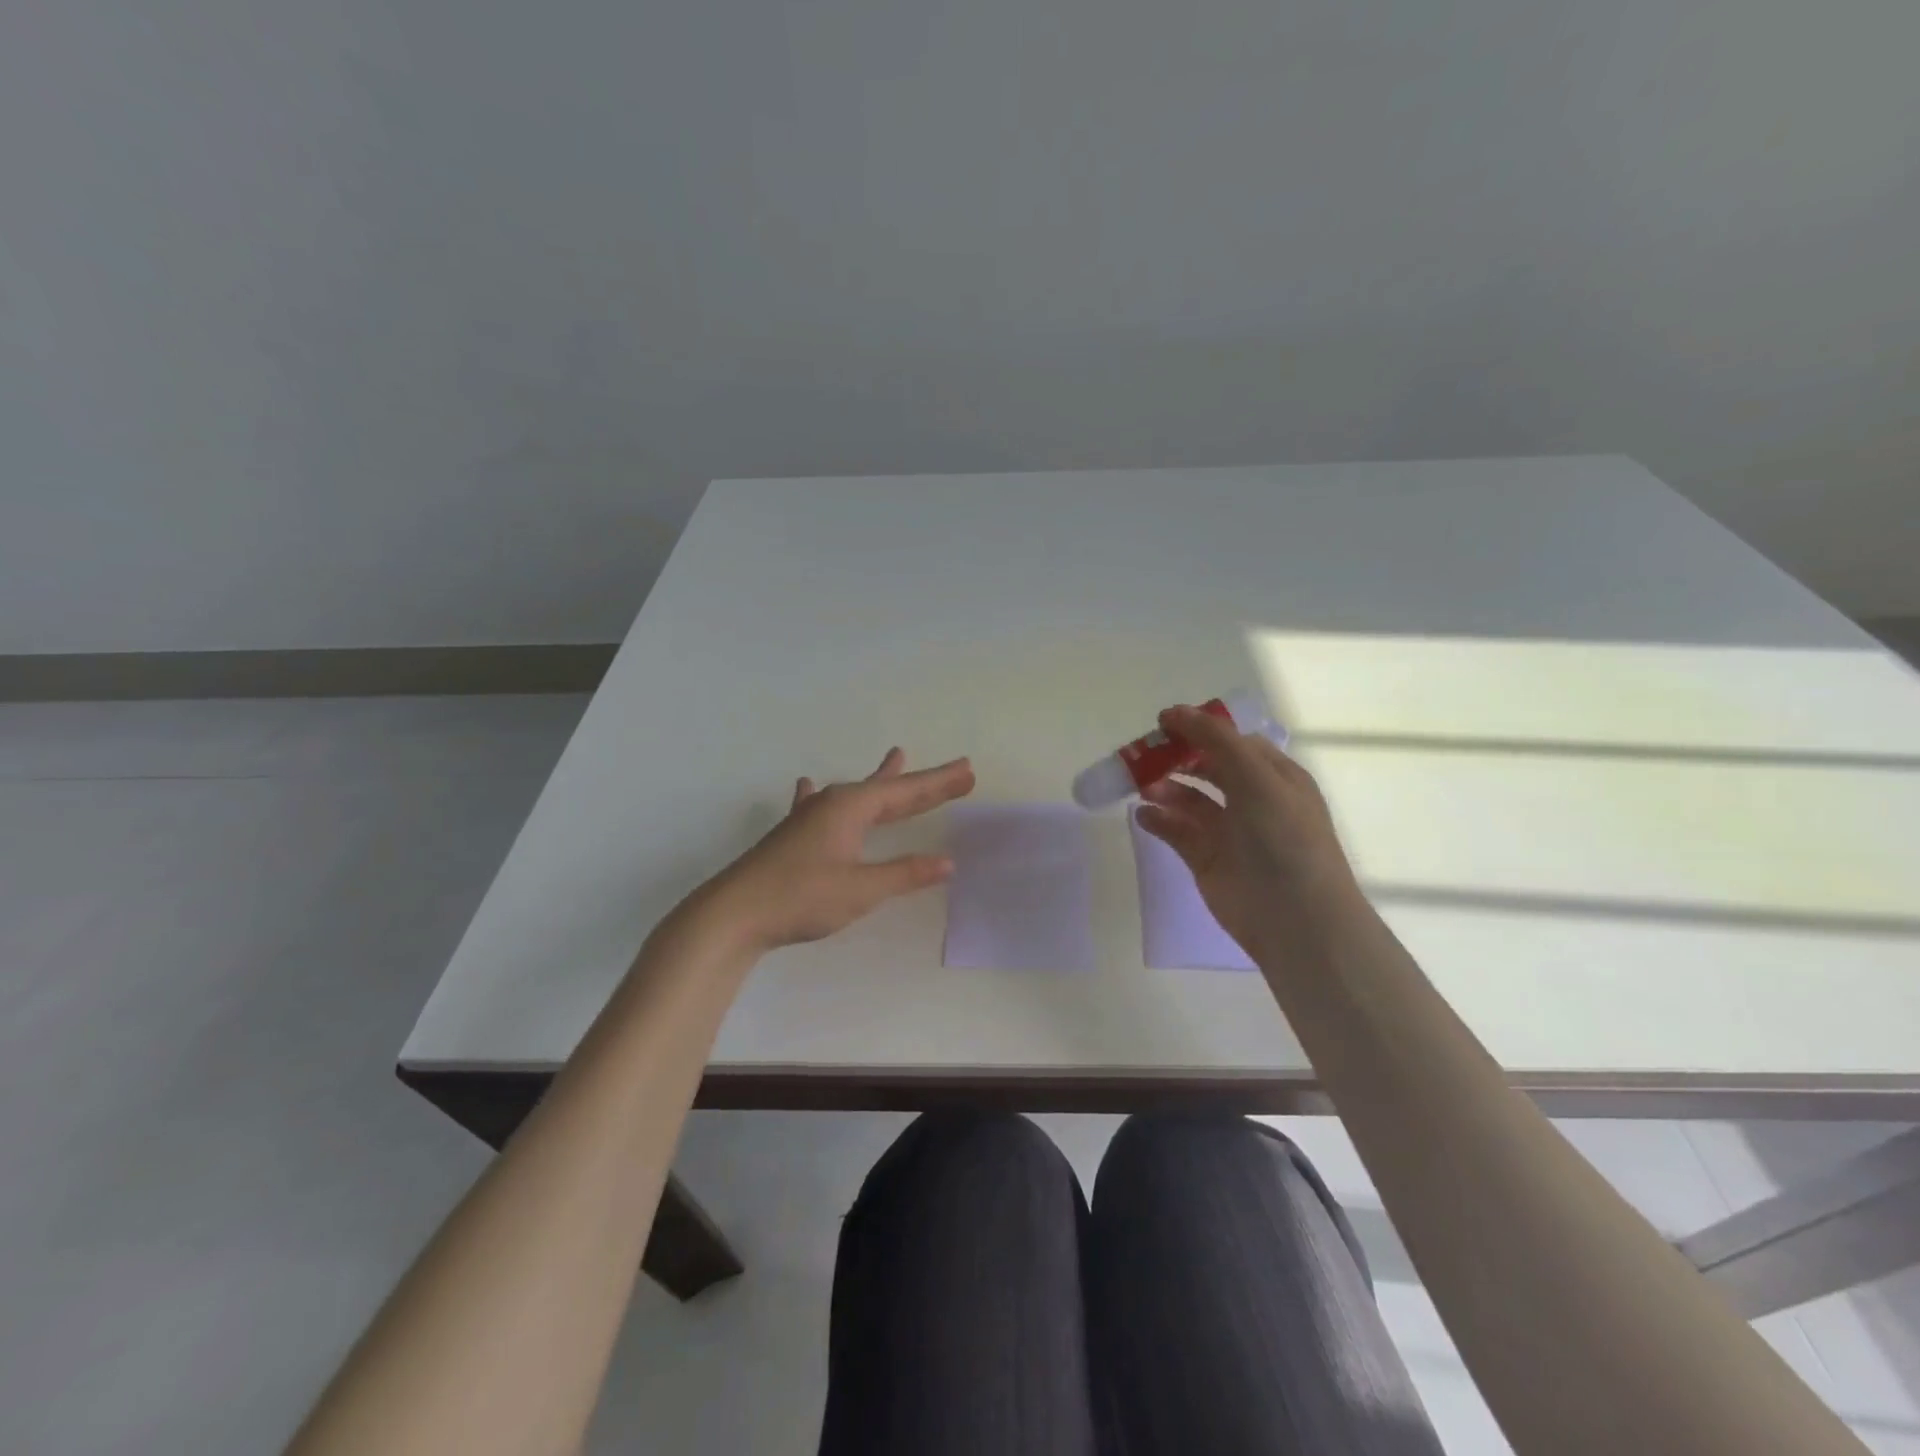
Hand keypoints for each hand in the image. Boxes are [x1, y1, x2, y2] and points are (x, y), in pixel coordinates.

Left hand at [706, 748, 975, 951]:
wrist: (733, 913)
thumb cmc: (800, 897)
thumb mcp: (860, 889)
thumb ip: (904, 874)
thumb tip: (947, 862)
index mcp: (851, 808)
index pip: (907, 791)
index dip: (939, 784)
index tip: (969, 771)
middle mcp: (832, 803)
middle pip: (886, 788)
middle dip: (921, 782)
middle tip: (954, 772)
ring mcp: (809, 817)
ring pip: (856, 793)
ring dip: (881, 779)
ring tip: (897, 756)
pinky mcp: (793, 835)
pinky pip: (819, 805)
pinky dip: (824, 794)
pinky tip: (808, 785)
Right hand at [1135, 705, 1361, 963]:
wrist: (1296, 918)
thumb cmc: (1283, 838)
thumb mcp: (1256, 777)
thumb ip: (1215, 740)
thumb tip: (1174, 711)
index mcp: (1274, 776)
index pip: (1231, 741)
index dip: (1198, 729)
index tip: (1162, 724)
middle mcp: (1253, 800)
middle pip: (1206, 767)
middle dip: (1175, 758)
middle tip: (1141, 755)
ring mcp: (1229, 831)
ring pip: (1189, 799)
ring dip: (1165, 788)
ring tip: (1141, 786)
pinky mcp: (1207, 859)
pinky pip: (1177, 832)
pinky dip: (1159, 820)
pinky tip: (1143, 815)